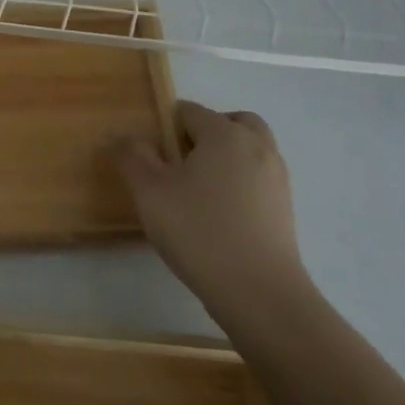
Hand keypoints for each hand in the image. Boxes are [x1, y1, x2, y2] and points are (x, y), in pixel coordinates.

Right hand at [114, 100, 306, 324]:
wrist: (259, 293)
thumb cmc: (198, 231)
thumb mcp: (149, 191)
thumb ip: (131, 156)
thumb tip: (119, 134)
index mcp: (225, 134)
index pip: (189, 111)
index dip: (165, 127)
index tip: (150, 157)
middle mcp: (257, 147)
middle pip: (231, 122)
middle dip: (204, 133)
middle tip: (179, 162)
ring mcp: (277, 179)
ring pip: (249, 150)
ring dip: (225, 157)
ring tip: (197, 190)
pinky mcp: (285, 209)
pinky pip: (258, 178)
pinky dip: (240, 182)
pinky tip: (218, 215)